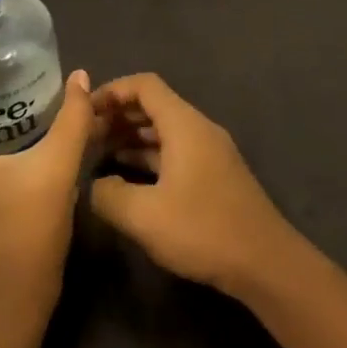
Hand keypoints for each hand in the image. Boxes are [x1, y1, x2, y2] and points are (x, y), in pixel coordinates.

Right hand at [89, 73, 294, 294]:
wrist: (264, 261)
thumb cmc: (202, 230)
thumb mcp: (143, 216)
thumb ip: (108, 194)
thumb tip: (94, 184)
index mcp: (184, 125)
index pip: (145, 86)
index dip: (111, 91)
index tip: (83, 111)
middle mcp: (199, 129)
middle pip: (154, 105)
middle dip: (118, 115)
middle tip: (84, 136)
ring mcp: (209, 152)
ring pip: (164, 131)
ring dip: (132, 137)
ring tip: (97, 154)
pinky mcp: (214, 175)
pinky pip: (175, 152)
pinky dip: (148, 157)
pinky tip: (126, 177)